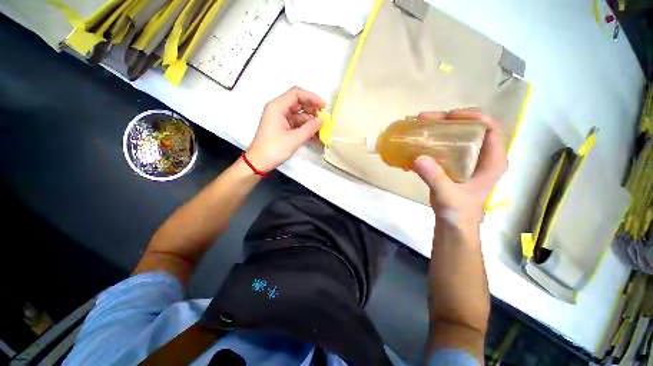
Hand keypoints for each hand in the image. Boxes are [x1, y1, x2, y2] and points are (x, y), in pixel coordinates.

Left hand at [246, 87, 325, 171]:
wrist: (259, 162)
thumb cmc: (274, 149)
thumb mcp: (294, 139)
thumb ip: (309, 128)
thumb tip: (322, 120)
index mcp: (277, 107)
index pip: (296, 94)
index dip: (311, 97)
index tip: (323, 107)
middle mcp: (278, 109)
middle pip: (298, 103)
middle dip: (312, 110)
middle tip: (323, 120)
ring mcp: (280, 119)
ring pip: (299, 115)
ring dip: (310, 122)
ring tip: (321, 132)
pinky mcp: (283, 127)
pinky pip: (297, 124)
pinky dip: (306, 129)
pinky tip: (315, 137)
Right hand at [413, 109, 507, 226]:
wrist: (453, 224)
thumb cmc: (459, 212)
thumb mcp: (449, 195)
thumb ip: (435, 178)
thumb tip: (418, 158)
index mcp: (492, 160)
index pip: (490, 128)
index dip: (473, 116)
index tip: (449, 116)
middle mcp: (481, 155)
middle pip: (468, 128)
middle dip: (447, 120)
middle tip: (425, 119)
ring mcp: (466, 159)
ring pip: (454, 136)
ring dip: (436, 129)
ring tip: (417, 127)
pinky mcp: (452, 164)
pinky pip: (442, 147)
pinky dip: (429, 142)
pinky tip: (415, 143)